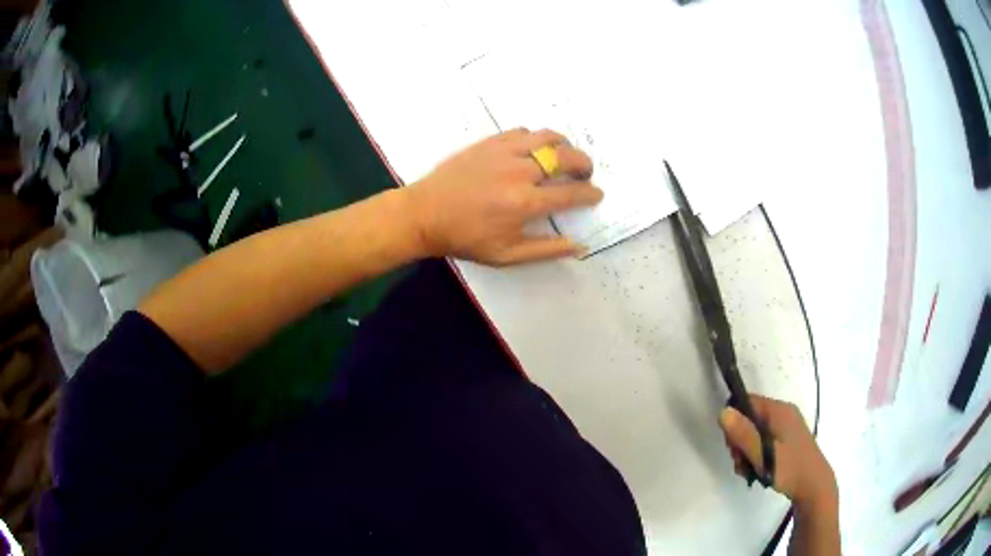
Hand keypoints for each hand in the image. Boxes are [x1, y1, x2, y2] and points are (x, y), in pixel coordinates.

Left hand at [404, 128, 603, 265]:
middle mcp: (520, 171)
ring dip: (564, 145)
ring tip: (565, 155)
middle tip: (585, 173)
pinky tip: (534, 149)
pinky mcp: (489, 142)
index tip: (596, 194)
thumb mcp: (506, 255)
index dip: (590, 193)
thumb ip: (546, 250)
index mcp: (526, 202)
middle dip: (584, 164)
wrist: (425, 214)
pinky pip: (522, 132)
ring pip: (547, 137)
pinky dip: (536, 138)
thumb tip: (579, 247)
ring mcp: (504, 152)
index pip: (572, 193)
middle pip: (566, 157)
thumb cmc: (465, 238)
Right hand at [719, 395, 836, 508]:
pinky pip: (765, 440)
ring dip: (747, 451)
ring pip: (756, 432)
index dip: (734, 421)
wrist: (814, 486)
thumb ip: (743, 434)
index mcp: (779, 410)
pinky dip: (757, 454)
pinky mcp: (787, 440)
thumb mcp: (763, 454)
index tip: (732, 446)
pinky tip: (757, 470)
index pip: (747, 402)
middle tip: (741, 463)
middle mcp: (783, 413)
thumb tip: (722, 411)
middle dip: (740, 441)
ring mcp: (787, 426)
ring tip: (749, 471)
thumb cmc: (789, 468)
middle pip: (750, 419)